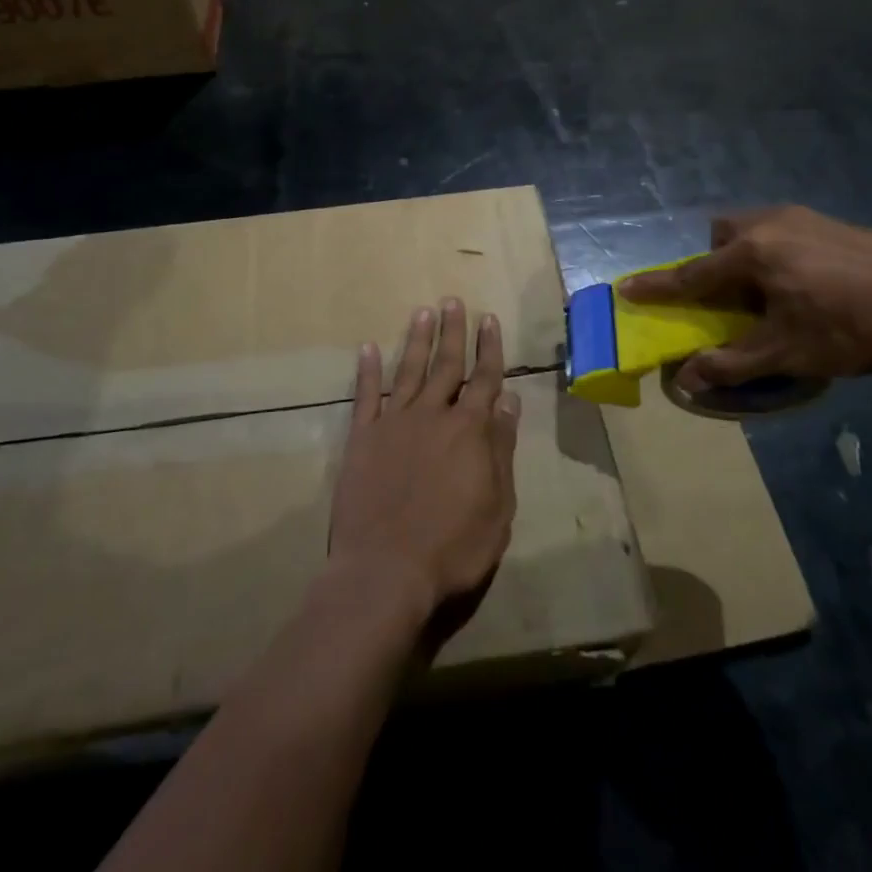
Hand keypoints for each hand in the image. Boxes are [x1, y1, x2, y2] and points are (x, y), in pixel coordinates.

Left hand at [328, 299, 521, 628]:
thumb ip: (501, 450)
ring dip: (417, 341)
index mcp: (469, 430)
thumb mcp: (497, 506)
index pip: (484, 379)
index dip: (488, 348)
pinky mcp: (362, 438)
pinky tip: (368, 348)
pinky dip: (368, 371)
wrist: (386, 571)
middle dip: (453, 331)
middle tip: (452, 301)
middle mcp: (432, 415)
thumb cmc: (453, 547)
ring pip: (410, 371)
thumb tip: (509, 402)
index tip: (489, 319)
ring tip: (422, 312)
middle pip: (446, 365)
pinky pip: (366, 396)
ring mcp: (394, 423)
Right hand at [619, 205, 871, 389]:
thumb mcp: (787, 352)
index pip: (691, 275)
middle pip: (723, 236)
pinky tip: (811, 285)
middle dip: (715, 261)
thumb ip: (732, 363)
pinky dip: (779, 254)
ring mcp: (804, 218)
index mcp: (751, 253)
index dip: (658, 287)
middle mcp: (770, 224)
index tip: (628, 288)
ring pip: (756, 229)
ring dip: (748, 256)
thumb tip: (686, 380)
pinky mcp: (834, 222)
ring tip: (773, 293)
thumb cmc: (850, 327)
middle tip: (731, 296)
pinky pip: (785, 232)